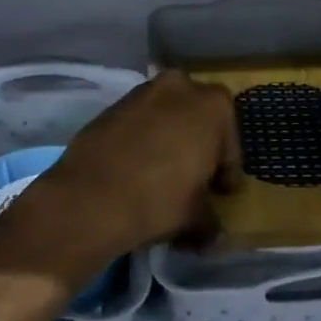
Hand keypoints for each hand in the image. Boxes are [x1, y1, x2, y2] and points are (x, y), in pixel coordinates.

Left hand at [0, 72, 240, 288]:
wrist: (90, 196)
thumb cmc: (159, 199)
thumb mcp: (196, 218)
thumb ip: (211, 221)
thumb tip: (213, 234)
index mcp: (213, 106)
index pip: (230, 143)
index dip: (226, 172)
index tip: (219, 194)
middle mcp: (181, 86)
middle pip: (198, 120)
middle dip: (198, 147)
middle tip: (193, 180)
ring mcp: (144, 91)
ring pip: (167, 117)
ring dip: (169, 140)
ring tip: (162, 176)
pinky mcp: (113, 104)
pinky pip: (139, 122)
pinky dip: (143, 140)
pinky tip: (136, 169)